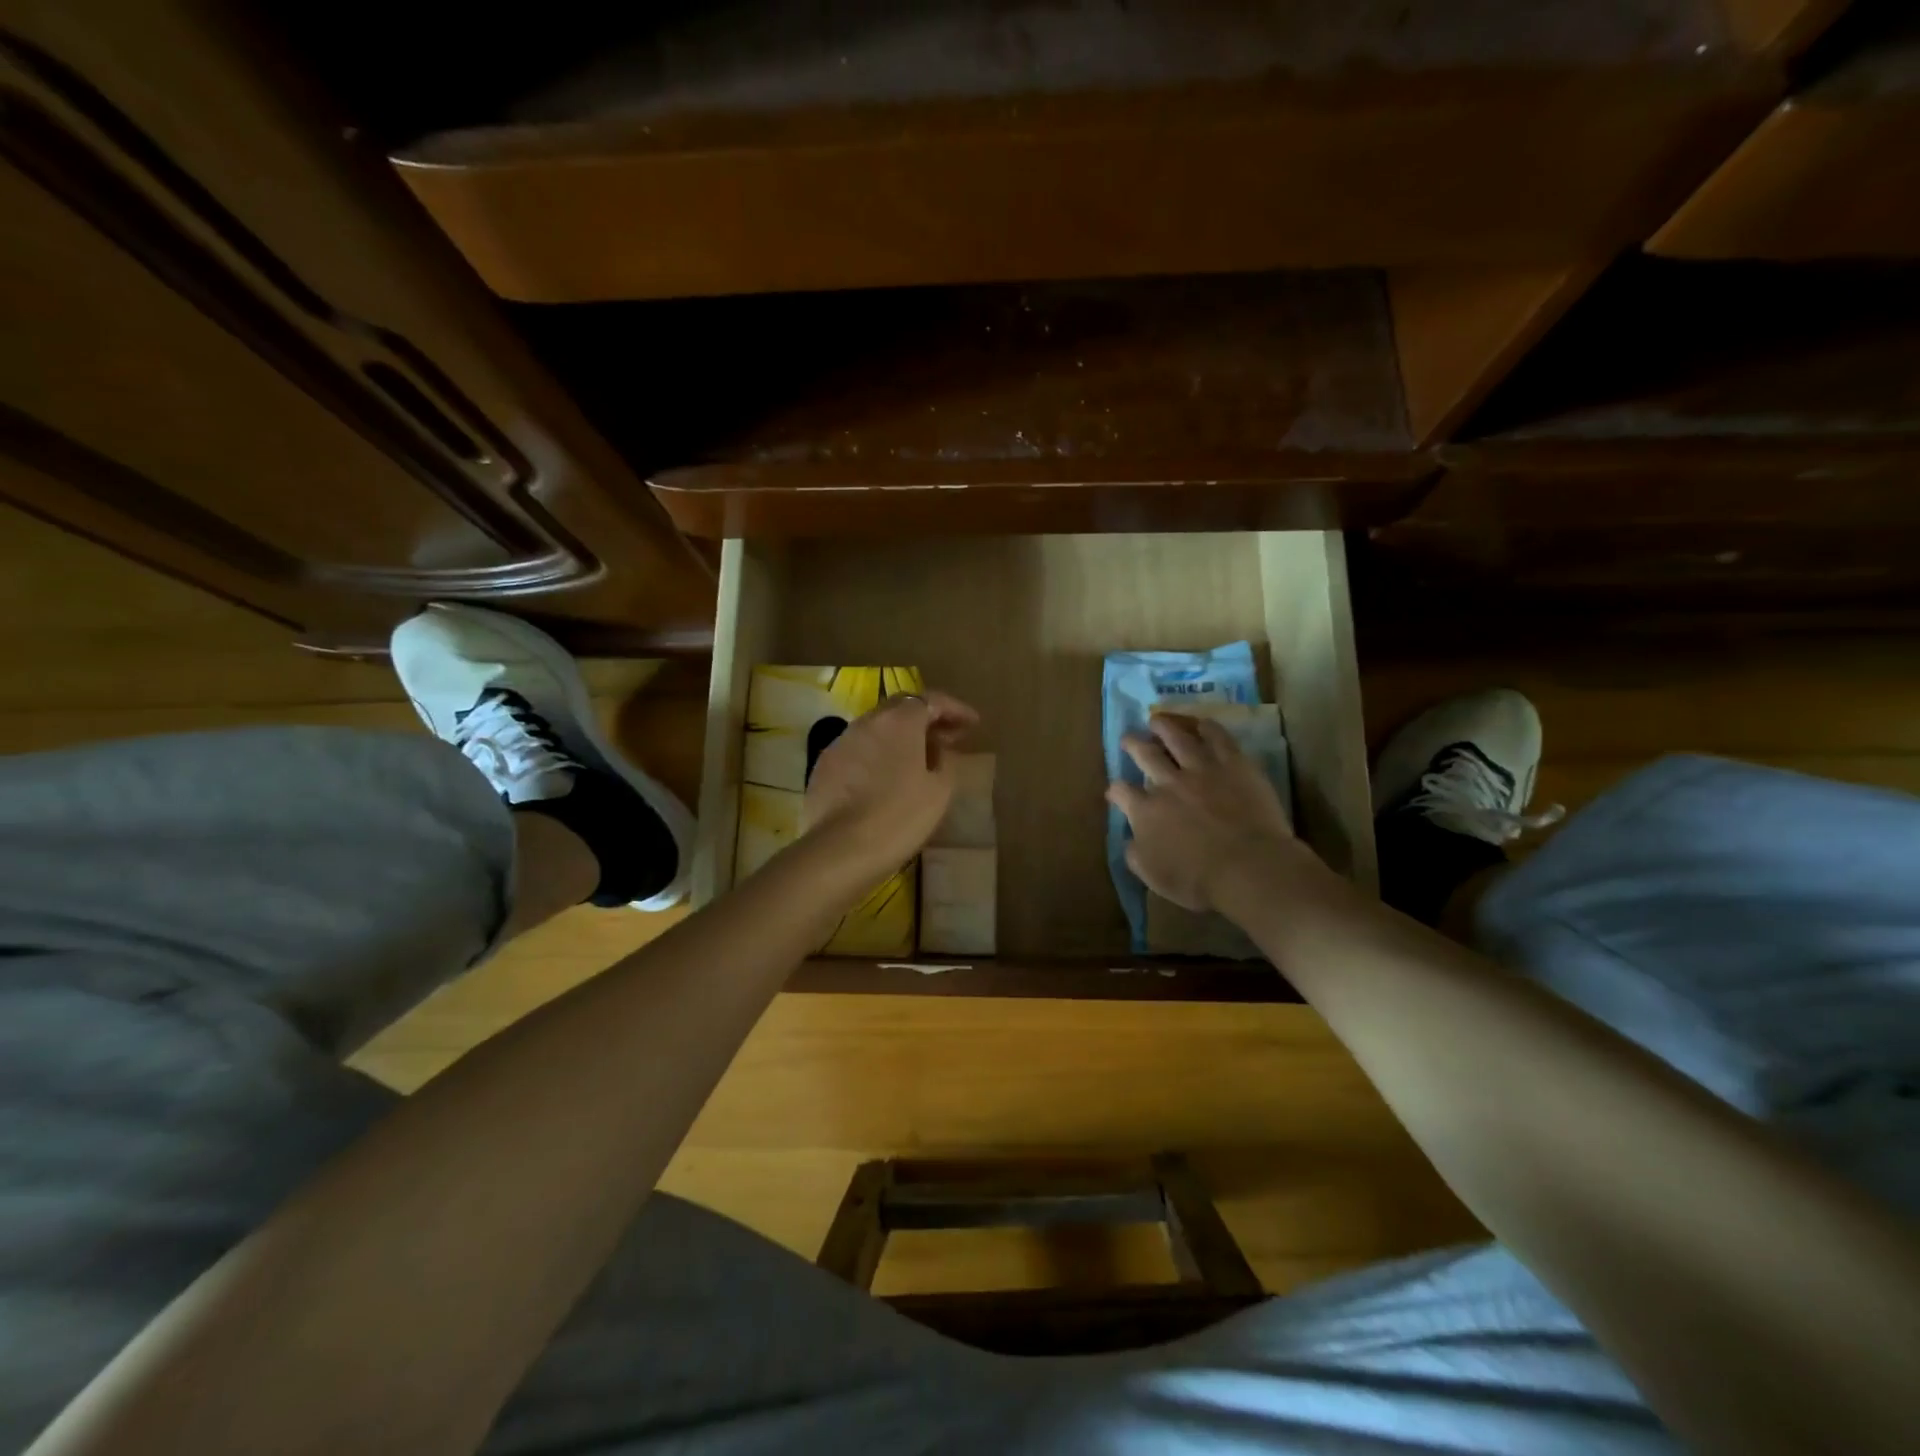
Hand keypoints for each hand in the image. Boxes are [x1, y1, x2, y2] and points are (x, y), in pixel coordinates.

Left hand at [803, 691, 978, 881]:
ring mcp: (841, 743)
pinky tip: (887, 777)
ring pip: (877, 729)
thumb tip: (940, 751)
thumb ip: (946, 762)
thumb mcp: (939, 791)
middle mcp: (867, 722)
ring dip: (901, 737)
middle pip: (901, 709)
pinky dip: (879, 754)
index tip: (973, 724)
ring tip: (920, 759)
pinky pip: (859, 750)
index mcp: (899, 721)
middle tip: (948, 739)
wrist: (840, 850)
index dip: (955, 709)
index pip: (931, 700)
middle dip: (927, 719)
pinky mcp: (824, 766)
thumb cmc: (899, 816)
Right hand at [1106, 713, 1304, 913]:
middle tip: (1129, 737)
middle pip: (1144, 754)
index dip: (1116, 790)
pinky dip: (1207, 728)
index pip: (1122, 792)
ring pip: (1177, 738)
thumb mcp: (1154, 876)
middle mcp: (1167, 783)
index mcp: (1145, 811)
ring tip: (1157, 719)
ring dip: (1164, 726)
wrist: (1248, 867)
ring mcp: (1201, 769)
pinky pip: (1218, 738)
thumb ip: (1136, 854)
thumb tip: (1131, 840)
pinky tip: (1201, 723)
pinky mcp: (1233, 764)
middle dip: (1133, 744)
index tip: (1115, 791)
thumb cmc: (1198, 880)